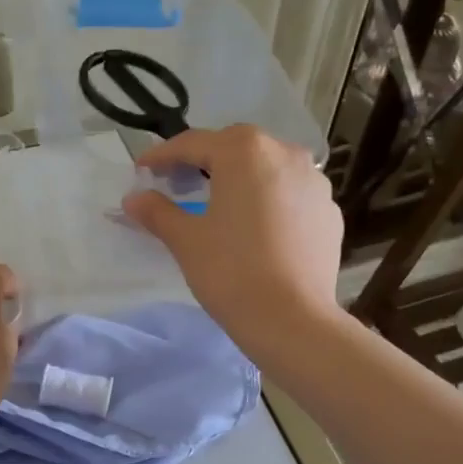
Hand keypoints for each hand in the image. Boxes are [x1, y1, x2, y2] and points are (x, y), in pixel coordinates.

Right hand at [122, 125, 343, 354]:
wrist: (293, 320)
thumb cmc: (231, 271)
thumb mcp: (185, 239)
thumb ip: (157, 211)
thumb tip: (133, 198)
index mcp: (245, 152)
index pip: (193, 143)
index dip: (162, 156)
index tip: (142, 170)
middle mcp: (285, 153)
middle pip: (235, 148)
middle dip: (204, 160)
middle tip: (178, 183)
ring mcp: (314, 182)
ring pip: (268, 168)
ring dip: (240, 177)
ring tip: (220, 202)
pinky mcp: (329, 212)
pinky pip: (290, 194)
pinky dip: (268, 200)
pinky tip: (256, 227)